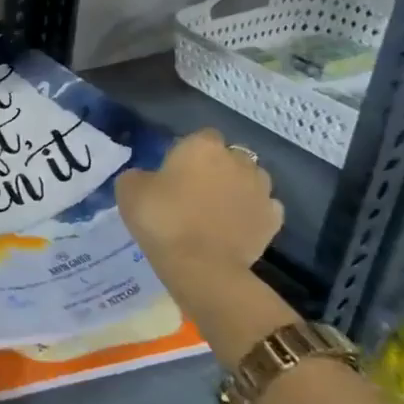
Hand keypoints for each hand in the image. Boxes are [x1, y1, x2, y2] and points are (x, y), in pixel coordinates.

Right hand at [115, 128, 283, 285]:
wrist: (201, 266)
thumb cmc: (162, 220)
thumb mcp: (129, 190)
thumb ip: (139, 175)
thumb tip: (148, 178)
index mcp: (202, 146)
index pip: (200, 137)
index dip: (188, 152)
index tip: (174, 171)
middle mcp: (238, 160)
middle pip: (229, 156)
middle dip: (217, 168)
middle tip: (195, 190)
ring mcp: (261, 189)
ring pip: (251, 179)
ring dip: (238, 187)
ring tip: (217, 209)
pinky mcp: (274, 219)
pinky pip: (263, 207)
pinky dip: (252, 212)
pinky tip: (236, 225)